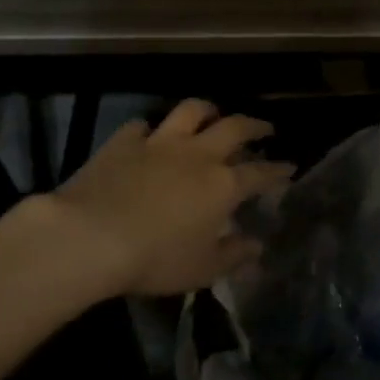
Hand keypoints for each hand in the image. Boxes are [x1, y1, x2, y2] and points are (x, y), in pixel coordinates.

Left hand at [52, 100, 293, 297]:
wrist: (90, 237)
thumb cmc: (154, 259)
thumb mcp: (202, 269)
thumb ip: (233, 255)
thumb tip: (256, 245)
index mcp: (222, 185)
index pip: (260, 173)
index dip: (278, 170)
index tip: (289, 168)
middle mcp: (197, 155)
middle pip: (234, 128)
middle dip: (254, 126)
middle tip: (264, 128)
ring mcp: (159, 143)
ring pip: (191, 111)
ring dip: (207, 110)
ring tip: (213, 114)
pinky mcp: (123, 142)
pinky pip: (141, 125)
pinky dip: (150, 129)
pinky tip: (149, 136)